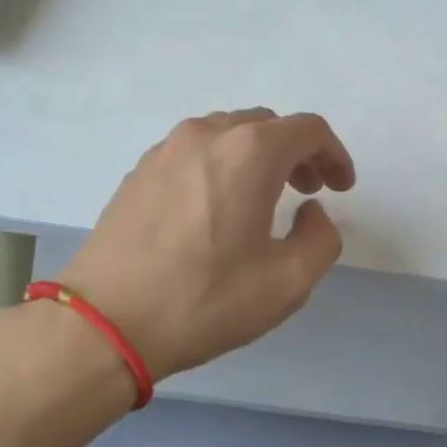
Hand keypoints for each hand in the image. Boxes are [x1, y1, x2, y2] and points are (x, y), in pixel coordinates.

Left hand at [62, 110, 356, 380]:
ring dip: (255, 156)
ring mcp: (165, 150)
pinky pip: (193, 152)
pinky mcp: (138, 171)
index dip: (334, 154)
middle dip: (296, 153)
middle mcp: (206, 135)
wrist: (105, 321)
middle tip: (307, 192)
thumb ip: (320, 238)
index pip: (307, 129)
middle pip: (266, 125)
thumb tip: (311, 212)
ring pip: (226, 134)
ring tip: (262, 198)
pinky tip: (215, 207)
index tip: (341, 187)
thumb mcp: (287, 282)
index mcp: (248, 152)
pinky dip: (219, 165)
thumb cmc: (203, 300)